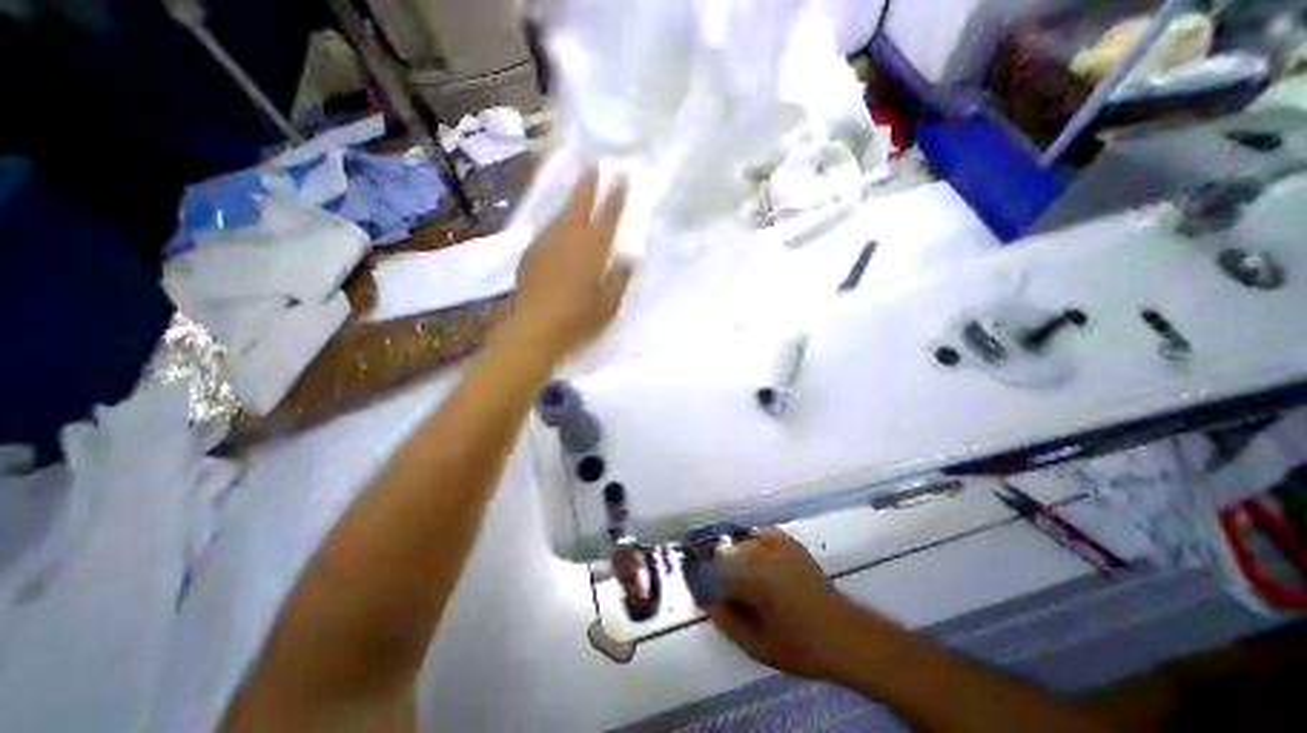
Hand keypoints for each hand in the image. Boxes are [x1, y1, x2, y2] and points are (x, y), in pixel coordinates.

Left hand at [509, 165, 634, 361]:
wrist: (534, 328)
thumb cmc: (579, 318)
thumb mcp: (609, 303)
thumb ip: (619, 278)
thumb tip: (628, 259)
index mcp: (593, 248)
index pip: (609, 215)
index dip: (616, 195)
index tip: (622, 175)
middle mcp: (569, 238)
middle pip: (579, 203)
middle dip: (587, 183)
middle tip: (591, 164)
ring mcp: (546, 243)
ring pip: (559, 214)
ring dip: (569, 201)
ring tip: (576, 193)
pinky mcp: (530, 254)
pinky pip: (546, 231)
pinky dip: (555, 224)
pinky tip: (557, 229)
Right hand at [710, 526, 905, 679]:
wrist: (844, 634)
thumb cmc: (801, 645)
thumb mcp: (760, 646)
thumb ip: (729, 623)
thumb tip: (709, 604)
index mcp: (753, 578)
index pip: (716, 574)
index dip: (705, 584)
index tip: (703, 596)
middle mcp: (762, 554)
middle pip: (726, 552)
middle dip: (717, 567)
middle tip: (719, 586)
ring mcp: (778, 545)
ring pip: (743, 540)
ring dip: (733, 552)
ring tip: (732, 569)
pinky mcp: (790, 543)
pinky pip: (763, 532)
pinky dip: (753, 538)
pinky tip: (751, 548)